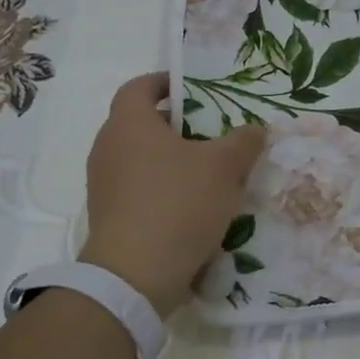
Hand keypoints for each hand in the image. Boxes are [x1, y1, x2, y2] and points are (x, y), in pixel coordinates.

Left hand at [77, 73, 266, 315]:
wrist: (135, 276)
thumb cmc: (178, 204)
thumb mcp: (224, 167)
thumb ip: (243, 141)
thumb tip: (255, 129)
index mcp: (129, 124)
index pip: (139, 87)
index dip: (165, 82)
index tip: (192, 87)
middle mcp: (108, 148)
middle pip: (143, 124)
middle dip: (179, 125)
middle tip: (214, 132)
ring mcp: (104, 185)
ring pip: (143, 159)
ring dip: (174, 161)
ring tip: (212, 172)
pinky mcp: (110, 217)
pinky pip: (140, 190)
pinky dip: (165, 190)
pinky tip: (196, 207)